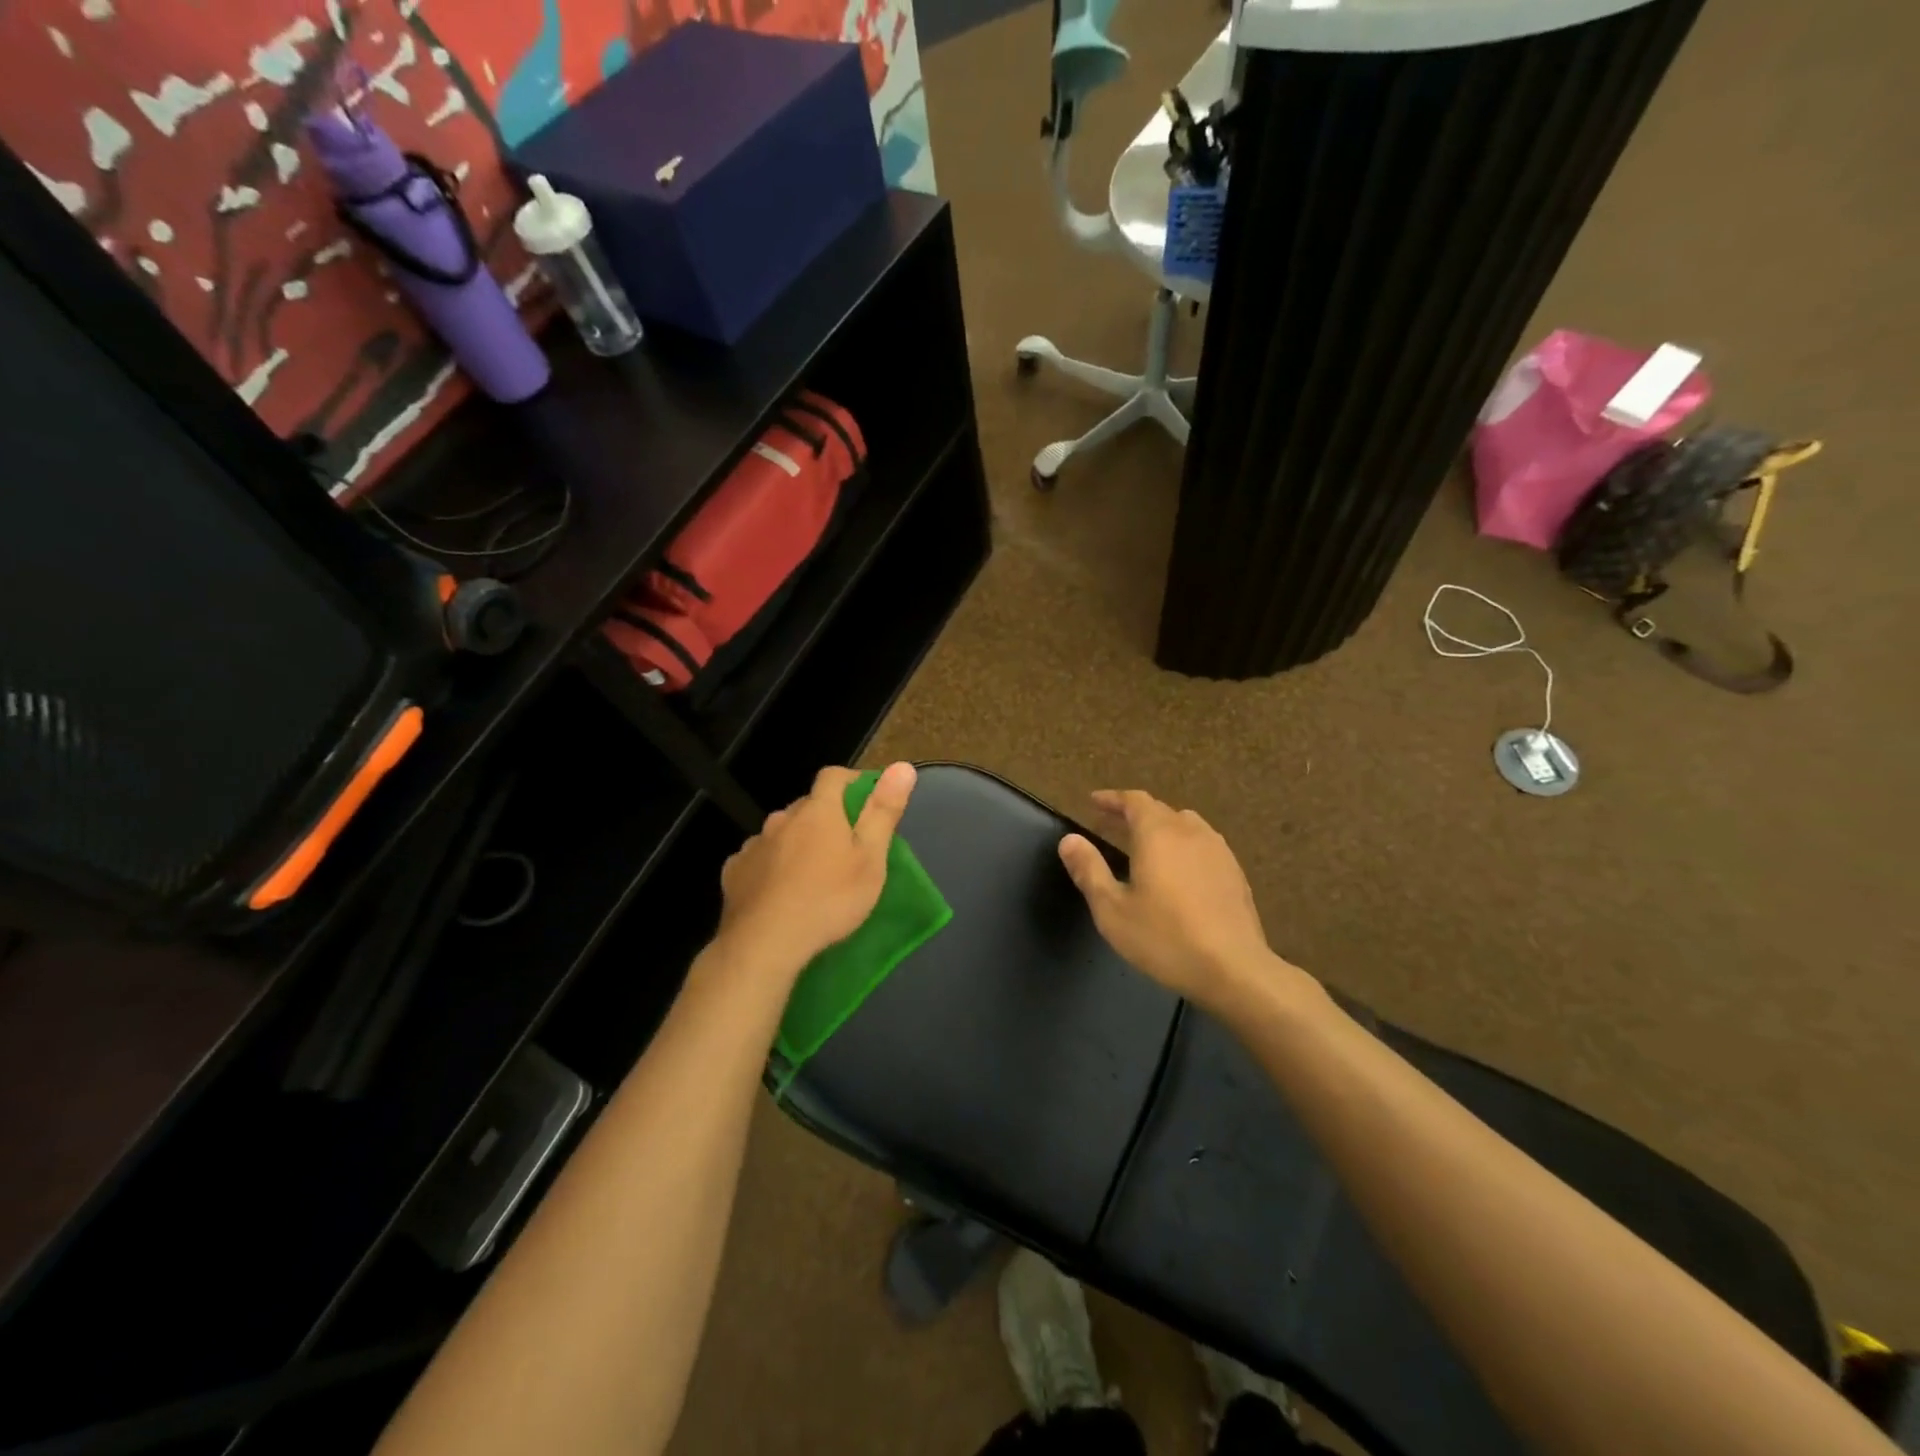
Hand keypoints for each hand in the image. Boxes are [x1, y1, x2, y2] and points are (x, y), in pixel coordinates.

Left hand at [716, 763, 915, 977]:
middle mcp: (782, 819)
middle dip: (826, 816)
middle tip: (845, 846)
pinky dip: (771, 865)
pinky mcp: (734, 872)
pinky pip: (758, 858)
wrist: (765, 943)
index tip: (868, 798)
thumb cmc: (829, 899)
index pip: (834, 776)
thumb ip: (883, 811)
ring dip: (796, 841)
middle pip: (807, 806)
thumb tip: (902, 766)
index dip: (852, 781)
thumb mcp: (870, 858)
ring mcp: (755, 845)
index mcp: (818, 811)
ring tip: (811, 871)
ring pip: (781, 832)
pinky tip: (778, 889)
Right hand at [1058, 790, 1291, 1007]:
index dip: (1112, 798)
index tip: (1093, 802)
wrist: (1234, 969)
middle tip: (1110, 826)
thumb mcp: (1112, 909)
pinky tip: (1178, 872)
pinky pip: (1203, 845)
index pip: (1134, 800)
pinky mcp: (1235, 872)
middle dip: (1132, 814)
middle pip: (1159, 810)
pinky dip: (1183, 847)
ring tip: (1144, 846)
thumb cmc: (1165, 938)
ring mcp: (1218, 851)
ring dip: (1161, 828)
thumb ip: (1089, 870)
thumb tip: (1069, 839)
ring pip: (1185, 826)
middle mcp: (1190, 832)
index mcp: (1158, 834)